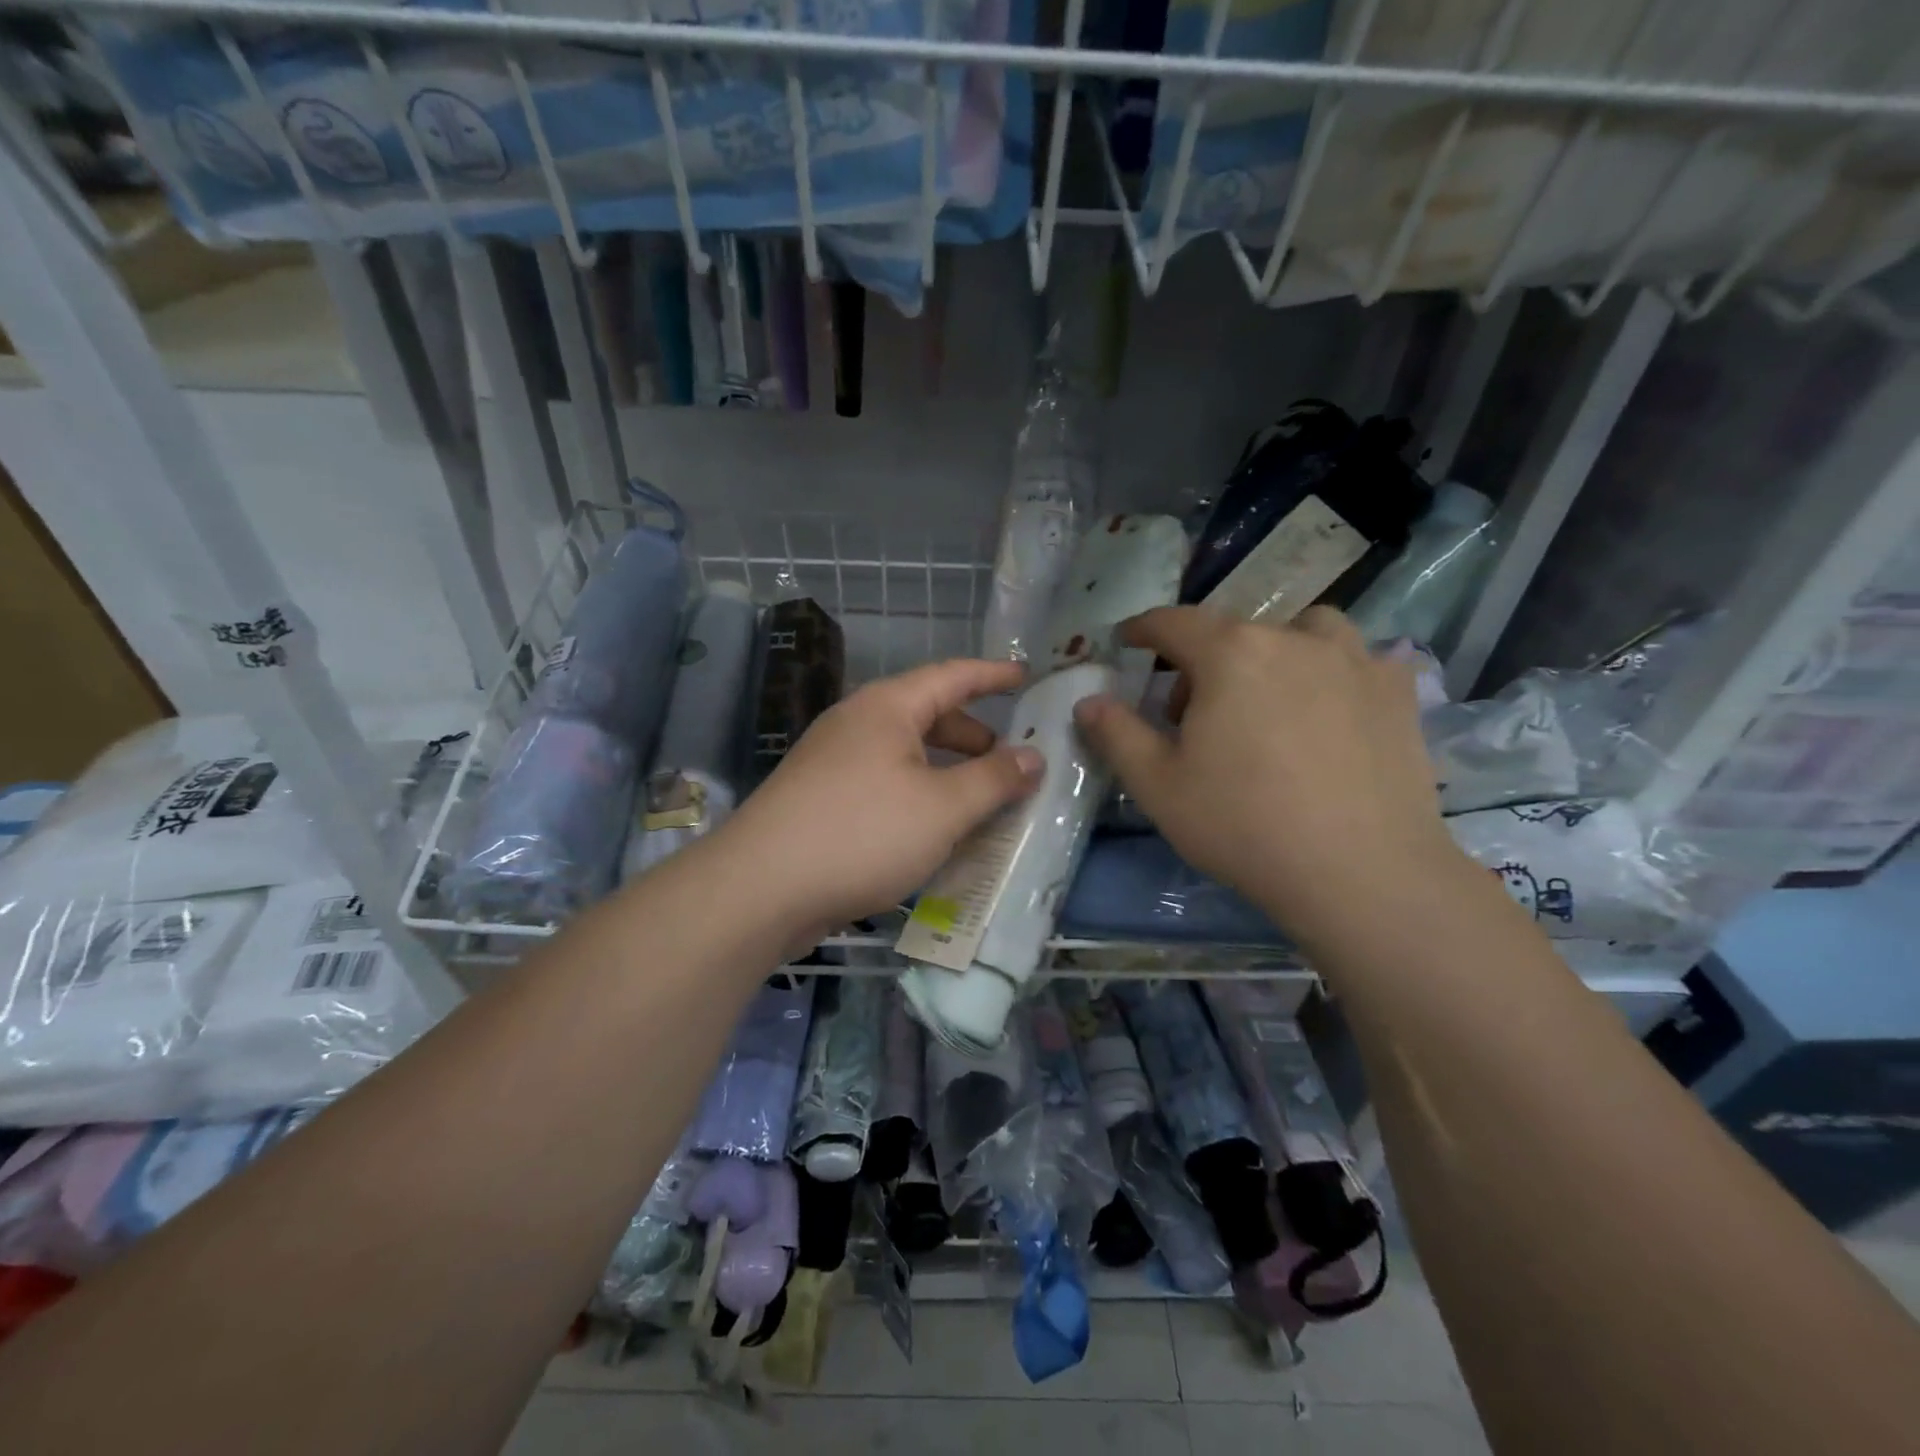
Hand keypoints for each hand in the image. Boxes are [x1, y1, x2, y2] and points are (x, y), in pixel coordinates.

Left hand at [719, 659, 1043, 934]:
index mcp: (886, 708)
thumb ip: (994, 779)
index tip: (1026, 675)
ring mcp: (833, 762)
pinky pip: (884, 785)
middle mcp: (856, 724)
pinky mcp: (821, 800)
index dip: (992, 674)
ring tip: (979, 801)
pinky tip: (933, 831)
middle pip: (927, 715)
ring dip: (946, 771)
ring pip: (904, 755)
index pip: (952, 676)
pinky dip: (917, 796)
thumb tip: (1034, 756)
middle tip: (1010, 758)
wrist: (760, 889)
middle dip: (972, 734)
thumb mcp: (943, 808)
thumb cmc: (863, 833)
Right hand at [1072, 606, 1457, 945]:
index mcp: (1230, 653)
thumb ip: (1116, 734)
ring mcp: (1353, 660)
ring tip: (1267, 697)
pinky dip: (1331, 672)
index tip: (1127, 640)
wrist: (1360, 873)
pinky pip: (1356, 660)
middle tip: (1191, 713)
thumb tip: (1087, 701)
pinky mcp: (1397, 692)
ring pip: (1302, 631)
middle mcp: (1292, 639)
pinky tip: (1329, 711)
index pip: (1173, 623)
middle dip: (1202, 660)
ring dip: (1273, 651)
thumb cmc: (1242, 825)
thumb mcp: (1158, 785)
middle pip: (1233, 631)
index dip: (1142, 629)